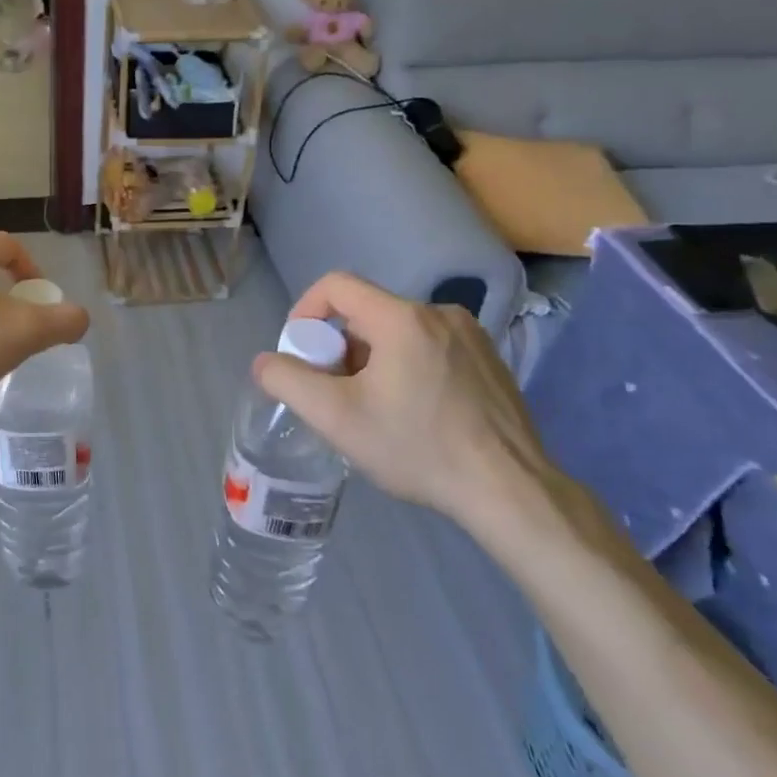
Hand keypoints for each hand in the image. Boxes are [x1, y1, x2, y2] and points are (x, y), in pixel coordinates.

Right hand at [251, 272, 554, 531]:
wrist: (510, 491)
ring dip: (373, 360)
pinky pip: (430, 347)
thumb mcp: (336, 417)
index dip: (306, 311)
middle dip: (340, 348)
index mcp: (401, 317)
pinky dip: (408, 367)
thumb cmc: (418, 448)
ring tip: (376, 409)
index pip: (336, 285)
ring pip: (398, 332)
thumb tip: (266, 361)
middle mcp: (439, 313)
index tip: (301, 352)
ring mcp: (471, 336)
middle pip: (367, 314)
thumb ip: (288, 381)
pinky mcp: (491, 360)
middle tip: (337, 393)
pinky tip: (416, 413)